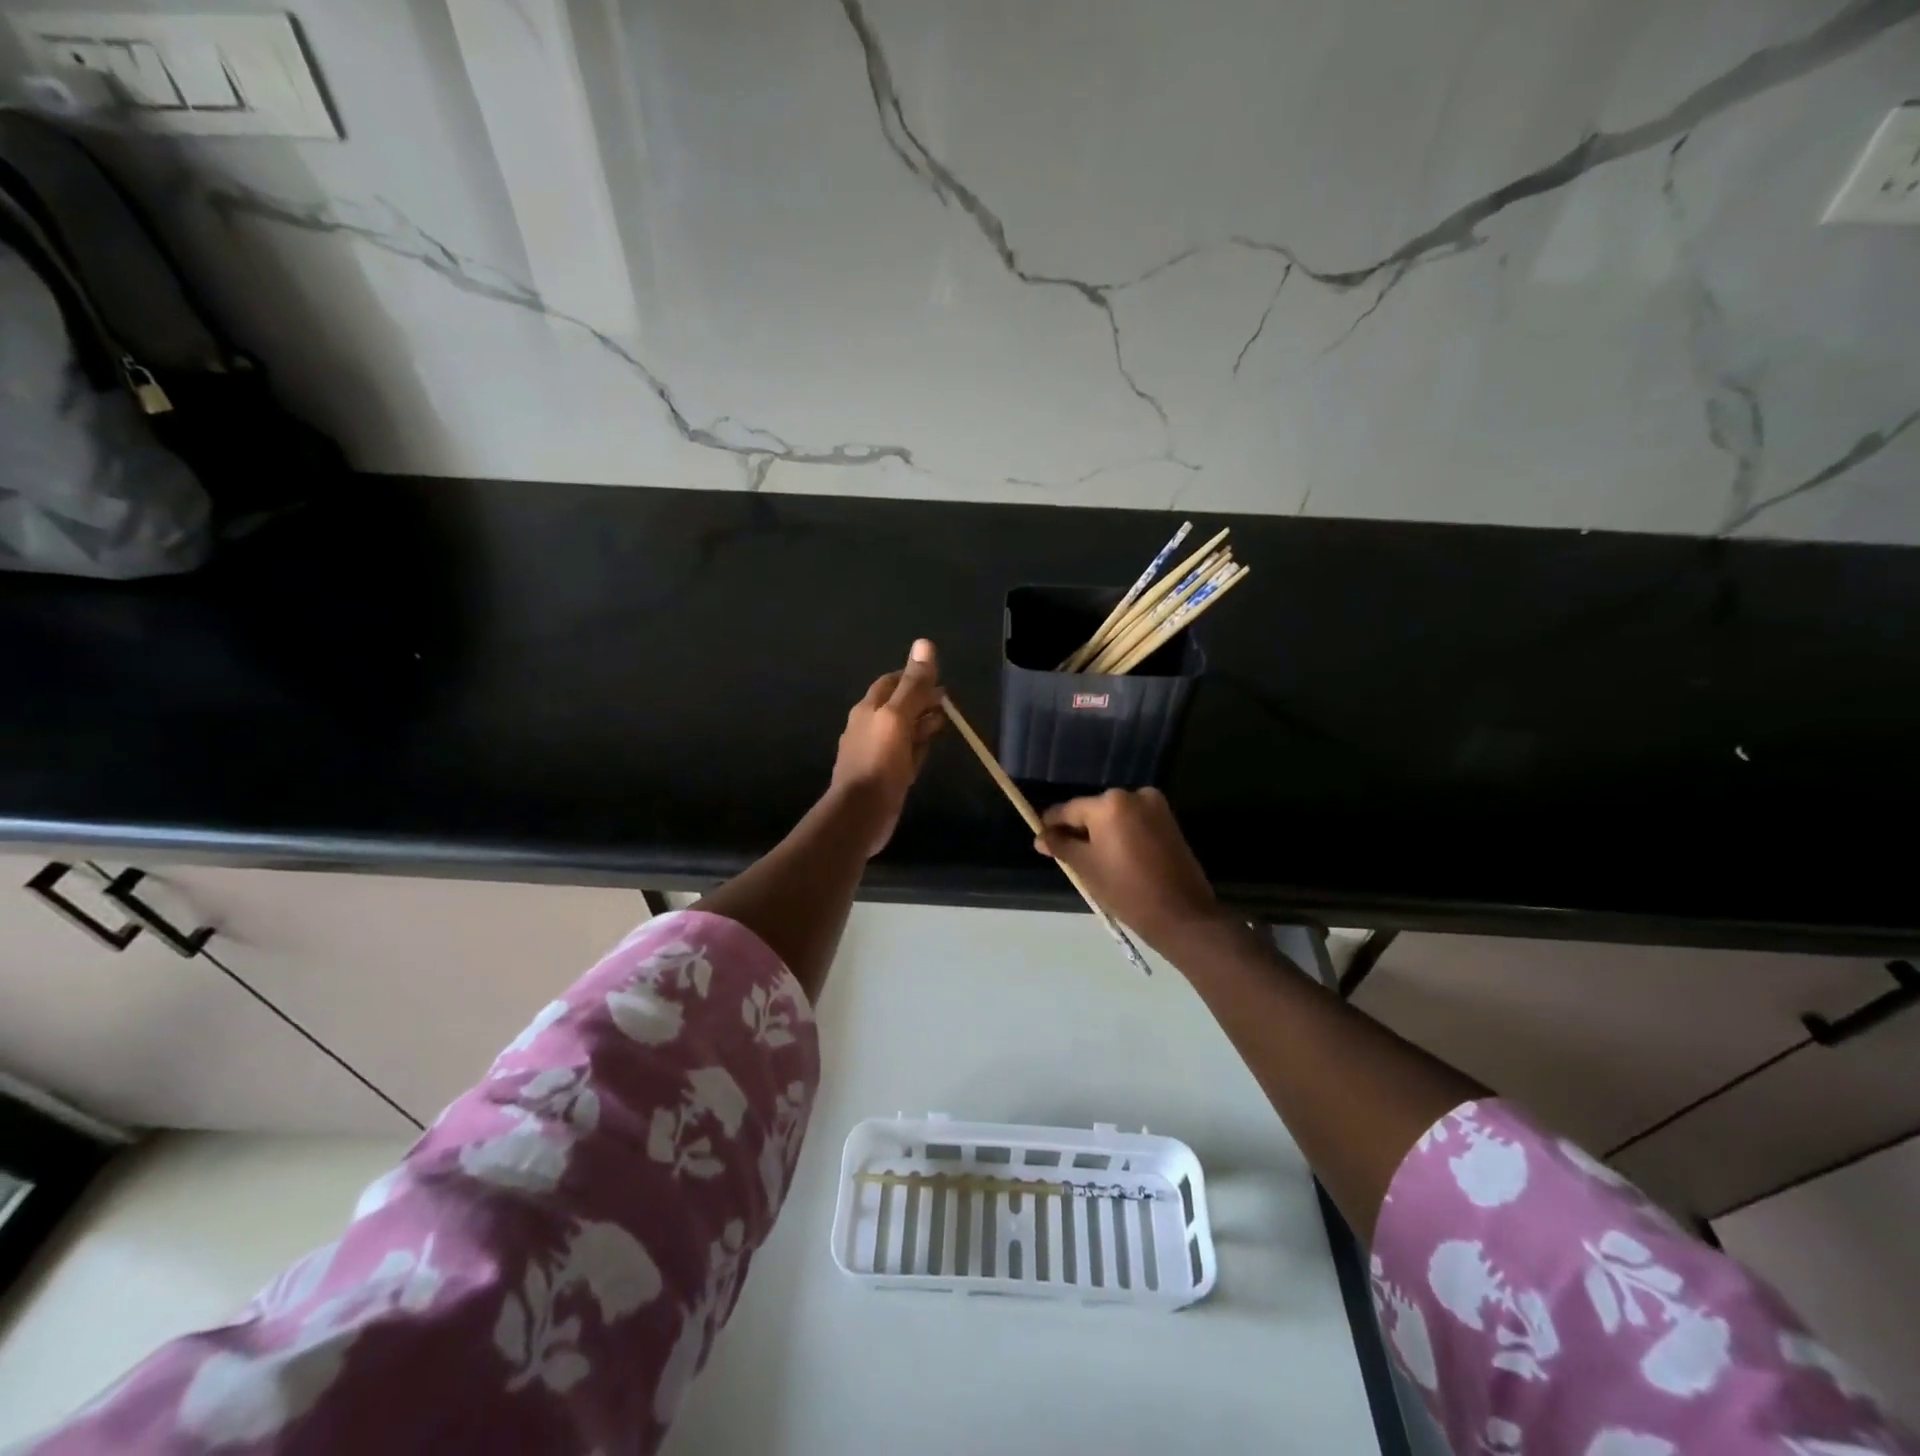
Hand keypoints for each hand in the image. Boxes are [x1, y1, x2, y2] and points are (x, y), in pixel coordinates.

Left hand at [830, 639, 943, 856]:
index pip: (891, 683)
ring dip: (921, 725)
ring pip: (902, 732)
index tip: (937, 679)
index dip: (913, 677)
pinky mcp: (884, 776)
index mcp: (868, 709)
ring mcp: (876, 753)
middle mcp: (869, 727)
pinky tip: (926, 753)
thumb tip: (924, 644)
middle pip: (898, 707)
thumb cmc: (878, 762)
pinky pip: (903, 756)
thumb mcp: (898, 718)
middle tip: (947, 704)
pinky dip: (916, 750)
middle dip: (921, 702)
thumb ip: (913, 685)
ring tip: (943, 724)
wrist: (860, 814)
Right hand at [1035, 787, 1222, 949]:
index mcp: (1109, 804)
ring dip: (1100, 832)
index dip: (1052, 824)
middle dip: (1079, 829)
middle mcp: (1133, 795)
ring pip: (1115, 816)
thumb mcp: (1086, 867)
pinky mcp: (1169, 821)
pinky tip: (1115, 857)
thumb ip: (1060, 846)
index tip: (1041, 839)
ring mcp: (1155, 807)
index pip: (1069, 810)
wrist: (1181, 914)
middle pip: (1093, 810)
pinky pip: (1134, 822)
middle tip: (1066, 855)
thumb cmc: (1126, 890)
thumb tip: (1041, 837)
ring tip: (1090, 859)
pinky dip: (1121, 834)